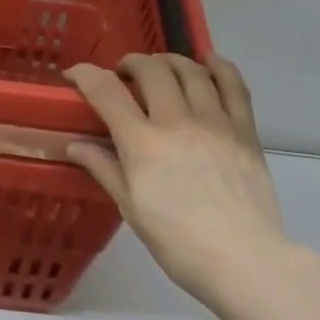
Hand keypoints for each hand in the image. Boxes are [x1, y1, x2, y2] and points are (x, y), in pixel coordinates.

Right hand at [65, 55, 288, 306]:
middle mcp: (177, 122)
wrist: (242, 258)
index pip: (107, 92)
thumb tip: (75, 145)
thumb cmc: (177, 241)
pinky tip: (208, 64)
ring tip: (161, 69)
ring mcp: (215, 122)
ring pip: (191, 70)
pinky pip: (234, 85)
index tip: (74, 74)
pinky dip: (218, 67)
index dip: (85, 74)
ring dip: (169, 61)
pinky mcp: (245, 130)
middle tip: (124, 76)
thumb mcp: (131, 208)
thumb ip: (104, 169)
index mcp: (142, 144)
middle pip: (151, 70)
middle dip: (131, 63)